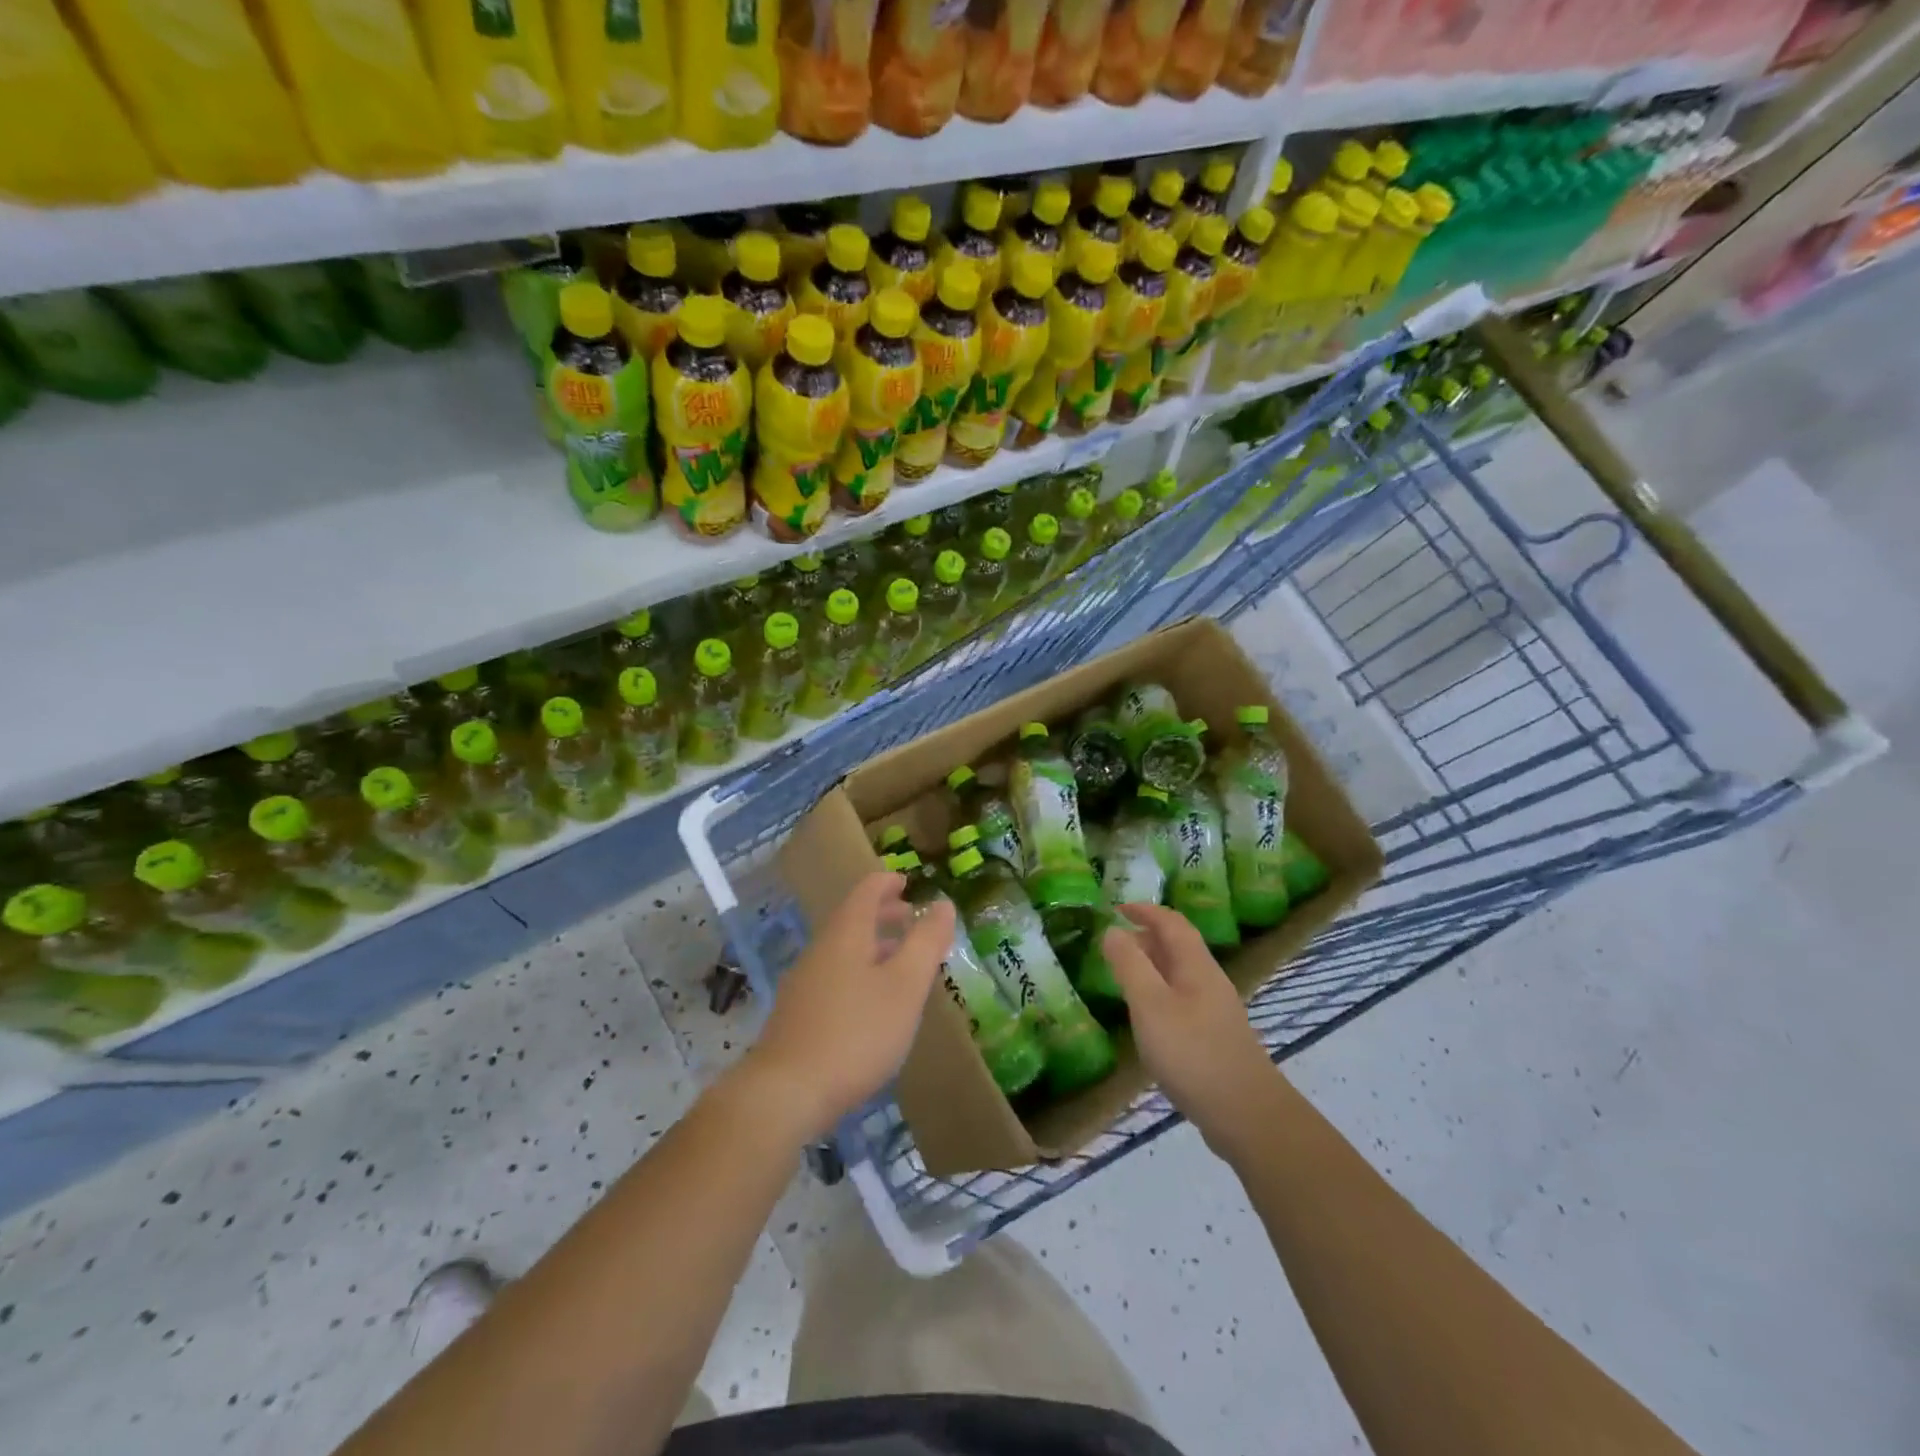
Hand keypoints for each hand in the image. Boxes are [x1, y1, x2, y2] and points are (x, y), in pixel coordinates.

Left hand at [743, 871, 954, 1143]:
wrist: (786, 1092)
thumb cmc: (856, 1032)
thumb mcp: (905, 986)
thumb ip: (926, 942)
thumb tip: (942, 903)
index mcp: (846, 934)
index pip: (867, 890)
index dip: (888, 882)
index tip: (907, 881)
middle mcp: (821, 949)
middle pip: (852, 918)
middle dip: (883, 914)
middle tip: (910, 917)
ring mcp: (804, 982)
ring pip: (843, 949)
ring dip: (873, 945)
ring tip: (900, 960)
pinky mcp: (798, 1015)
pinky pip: (834, 976)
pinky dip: (859, 972)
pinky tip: (872, 1003)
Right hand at [1099, 904, 1283, 1158]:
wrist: (1247, 1115)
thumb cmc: (1193, 1053)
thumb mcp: (1150, 1005)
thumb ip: (1129, 965)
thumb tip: (1112, 930)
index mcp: (1196, 965)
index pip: (1171, 922)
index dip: (1145, 910)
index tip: (1116, 907)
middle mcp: (1209, 981)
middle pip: (1178, 946)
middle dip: (1146, 936)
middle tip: (1113, 943)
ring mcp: (1216, 1011)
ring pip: (1180, 974)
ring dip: (1152, 966)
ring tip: (1123, 976)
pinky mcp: (1215, 1037)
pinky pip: (1182, 999)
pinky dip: (1159, 993)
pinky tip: (1147, 1017)